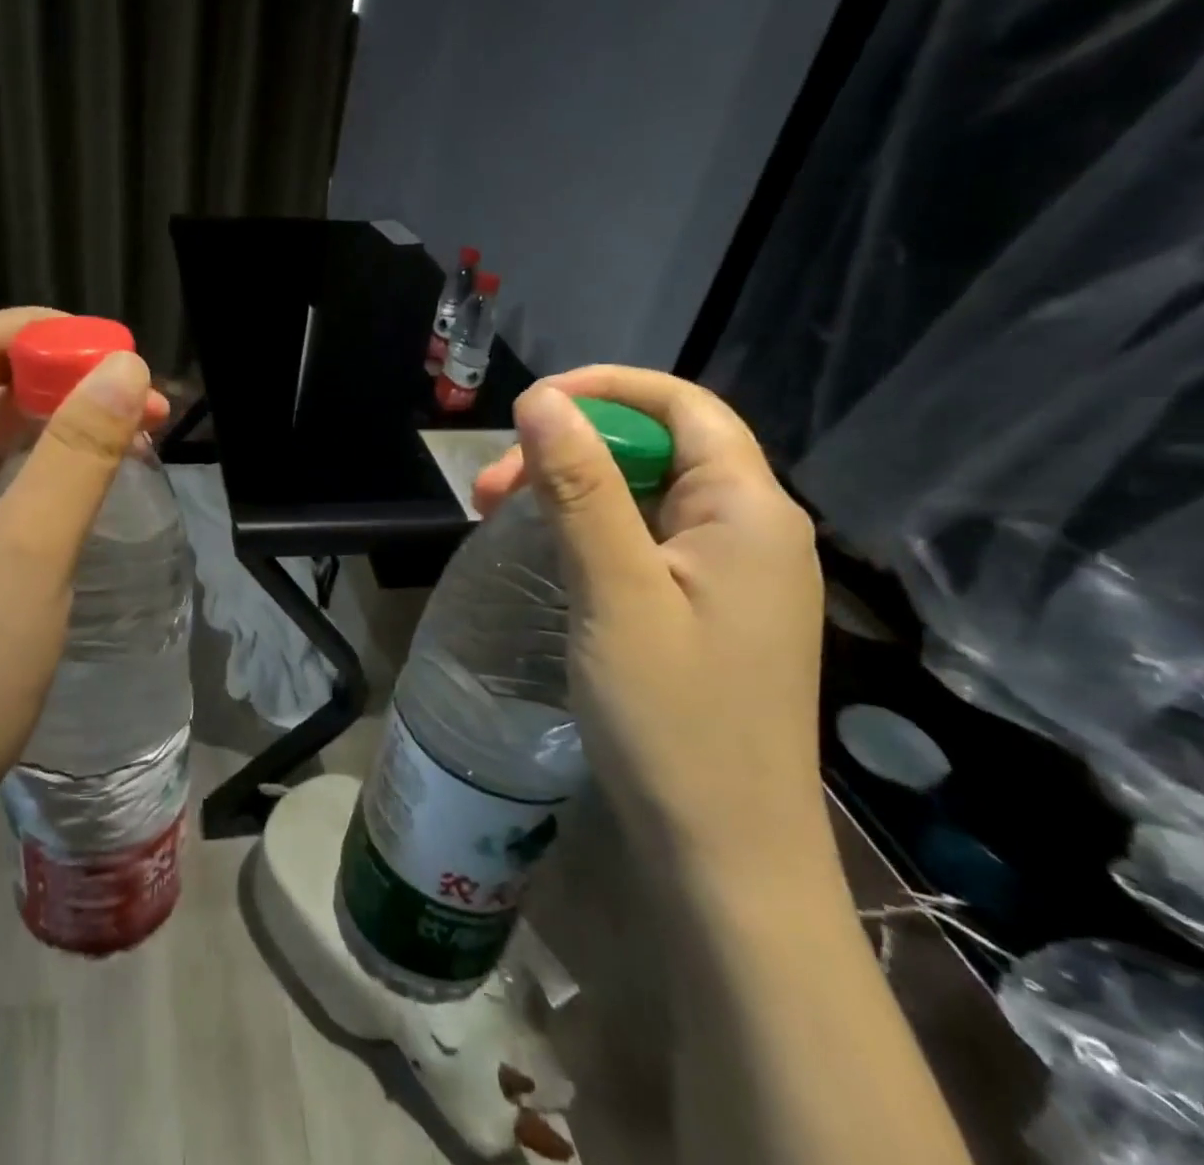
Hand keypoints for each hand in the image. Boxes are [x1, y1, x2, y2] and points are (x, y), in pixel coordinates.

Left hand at [0, 309, 168, 846]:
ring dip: (57, 426)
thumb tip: (125, 366)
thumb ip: (78, 451)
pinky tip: (85, 486)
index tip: (118, 354)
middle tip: (143, 402)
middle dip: (62, 380)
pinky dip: (41, 471)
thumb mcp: (30, 550)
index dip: (43, 334)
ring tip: (131, 436)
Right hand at [474, 367, 826, 884]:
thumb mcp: (615, 592)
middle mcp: (752, 530)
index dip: (606, 389)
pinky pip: (645, 541)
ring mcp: (732, 575)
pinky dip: (590, 531)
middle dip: (572, 448)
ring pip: (645, 497)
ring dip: (572, 491)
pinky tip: (545, 552)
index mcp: (748, 511)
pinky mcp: (708, 610)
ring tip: (498, 516)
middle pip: (659, 449)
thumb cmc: (672, 719)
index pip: (683, 406)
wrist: (724, 854)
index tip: (530, 408)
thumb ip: (581, 488)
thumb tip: (541, 399)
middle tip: (492, 488)